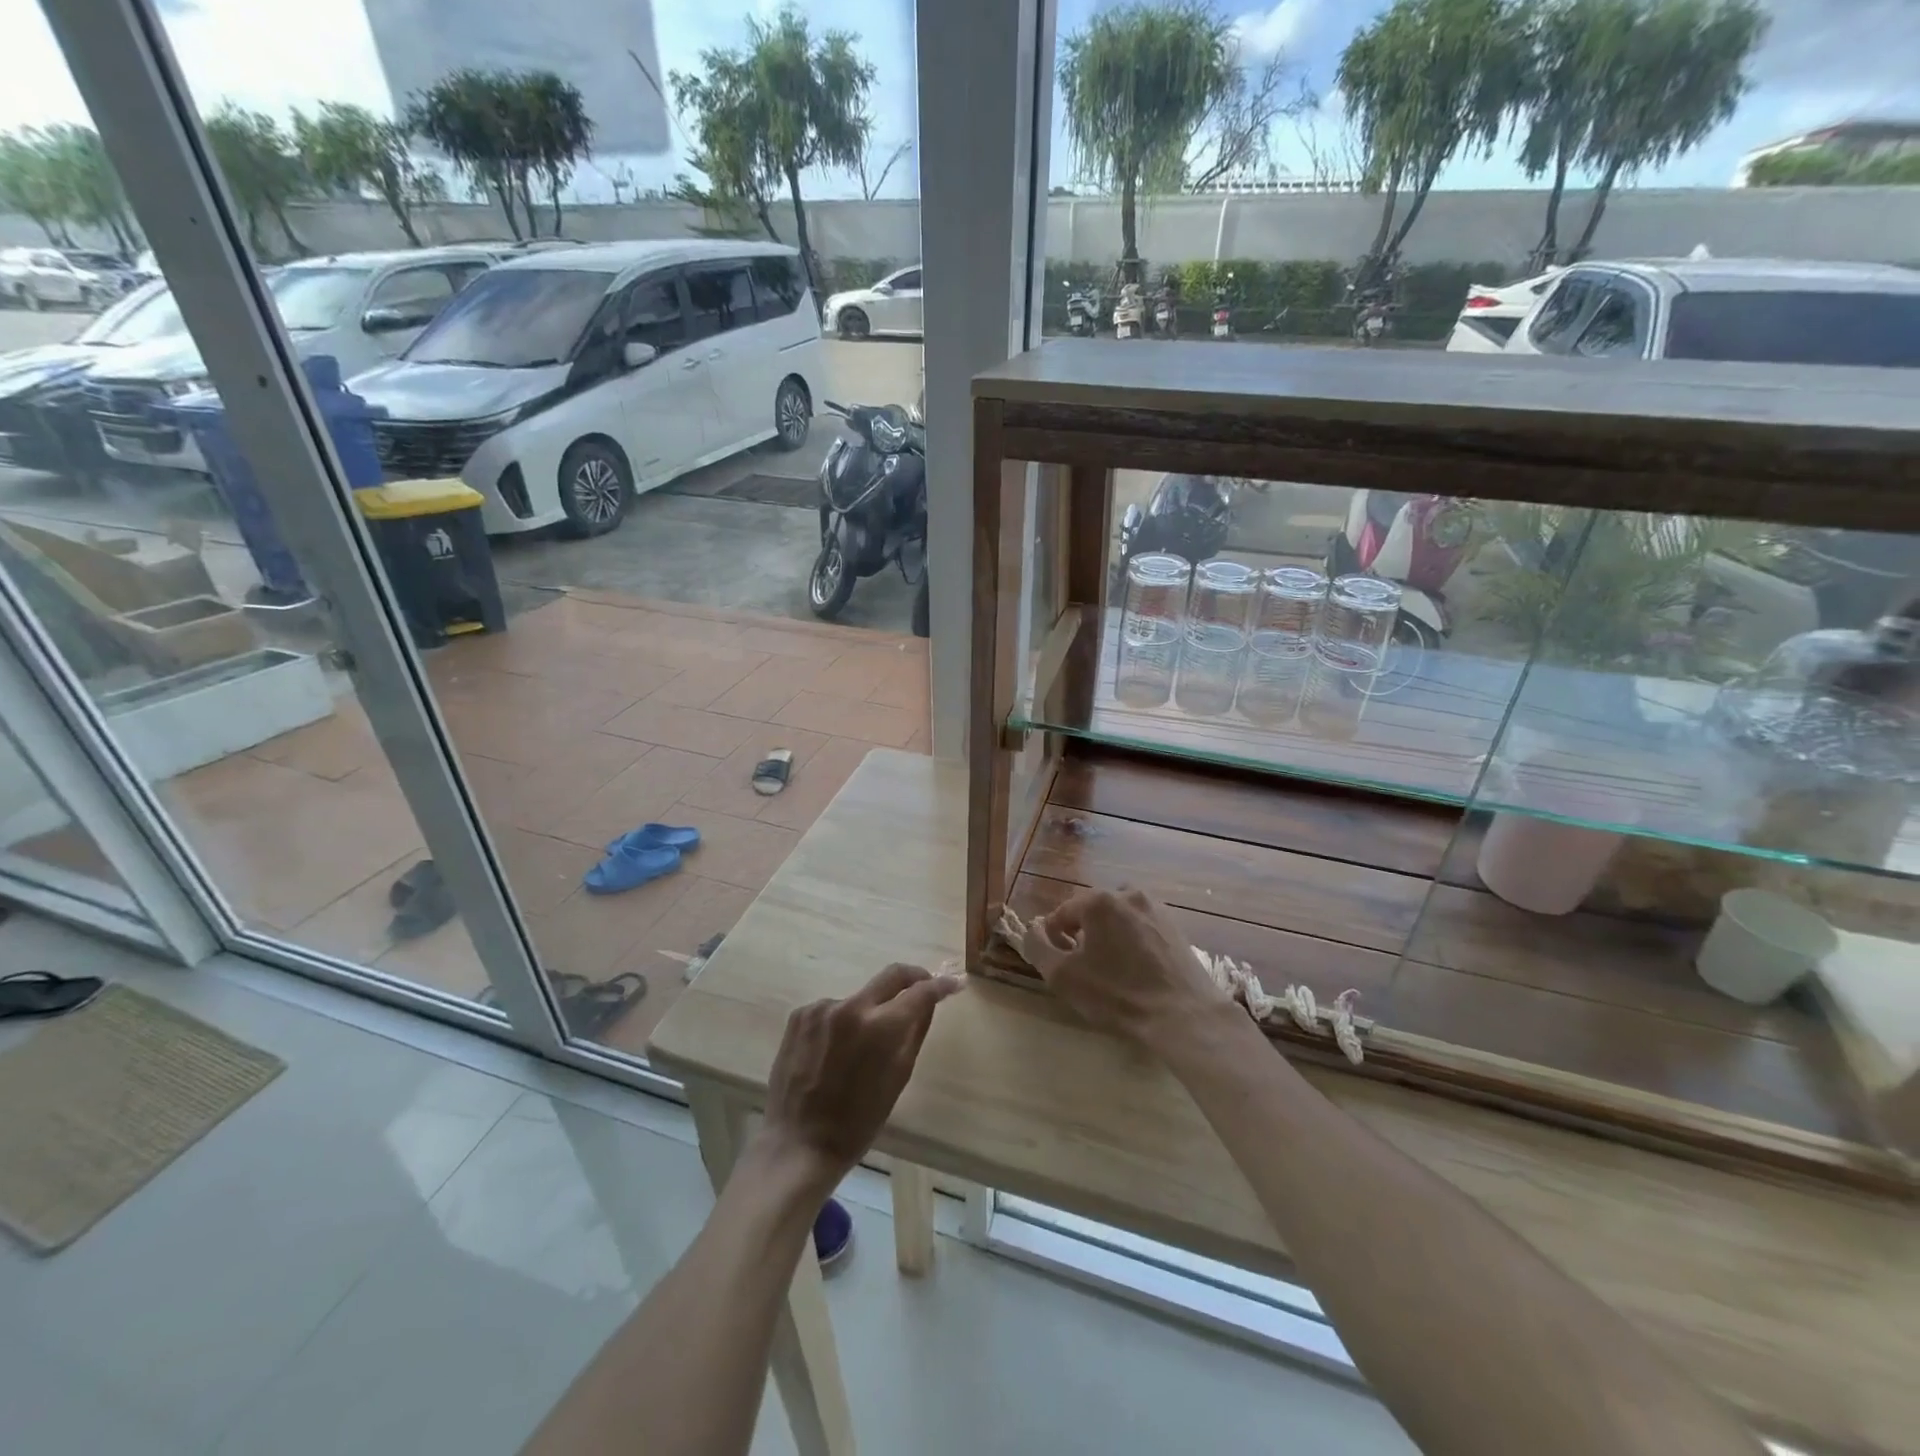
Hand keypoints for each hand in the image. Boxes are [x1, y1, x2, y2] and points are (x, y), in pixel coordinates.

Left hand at [757, 964, 964, 1192]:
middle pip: (891, 975)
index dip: (940, 986)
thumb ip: (916, 1032)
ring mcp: (821, 1007)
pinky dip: (842, 1023)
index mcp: (880, 1027)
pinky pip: (834, 1010)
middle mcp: (851, 1006)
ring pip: (860, 997)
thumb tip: (930, 1001)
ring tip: (862, 1047)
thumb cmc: (857, 1122)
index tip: (953, 984)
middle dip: (913, 977)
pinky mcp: (800, 1014)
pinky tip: (834, 1053)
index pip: (920, 992)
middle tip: (924, 986)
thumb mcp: (898, 1077)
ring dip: (870, 1011)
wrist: (798, 1144)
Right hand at [1021, 888, 1234, 1052]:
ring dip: (1108, 936)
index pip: (1062, 913)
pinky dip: (1132, 942)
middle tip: (1083, 968)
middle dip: (1082, 935)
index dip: (1053, 939)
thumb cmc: (1116, 994)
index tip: (1059, 965)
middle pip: (1091, 911)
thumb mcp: (1062, 976)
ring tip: (1110, 969)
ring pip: (1118, 918)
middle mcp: (1128, 893)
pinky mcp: (1175, 926)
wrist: (1183, 1015)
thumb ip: (1037, 946)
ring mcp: (1156, 908)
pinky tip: (1135, 970)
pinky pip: (1141, 927)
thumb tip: (1033, 929)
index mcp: (1099, 900)